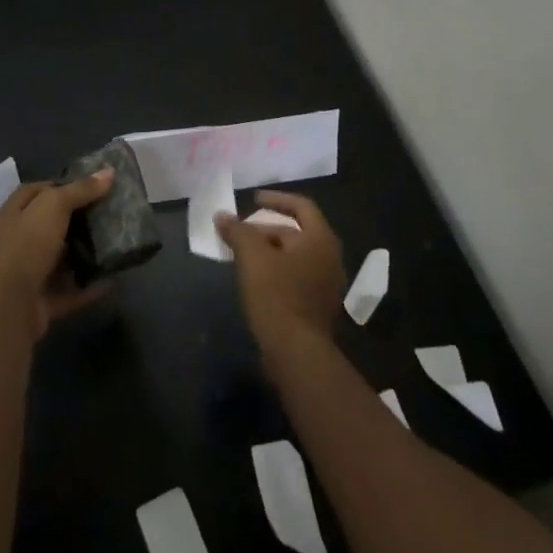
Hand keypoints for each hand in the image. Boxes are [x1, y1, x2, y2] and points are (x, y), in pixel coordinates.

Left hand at [0, 170, 114, 340]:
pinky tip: (112, 280)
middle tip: (106, 212)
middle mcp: (15, 243)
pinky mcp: (39, 303)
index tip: (90, 185)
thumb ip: (80, 190)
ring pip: (58, 259)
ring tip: (113, 243)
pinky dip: (88, 287)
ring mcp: (26, 275)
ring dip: (82, 253)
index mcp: (10, 215)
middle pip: (48, 225)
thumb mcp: (53, 207)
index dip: (60, 185)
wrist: (7, 311)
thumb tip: (109, 172)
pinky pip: (69, 291)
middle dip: (76, 219)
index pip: (35, 192)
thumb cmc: (25, 248)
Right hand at [217, 191, 344, 354]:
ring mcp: (327, 284)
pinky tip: (256, 279)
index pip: (301, 206)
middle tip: (241, 233)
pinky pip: (296, 276)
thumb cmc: (277, 296)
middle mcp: (330, 257)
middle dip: (266, 229)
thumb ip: (238, 231)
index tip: (253, 199)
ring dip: (270, 251)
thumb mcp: (252, 257)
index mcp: (320, 239)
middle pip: (296, 232)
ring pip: (295, 256)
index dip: (276, 198)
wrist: (297, 354)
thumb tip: (222, 215)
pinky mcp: (318, 306)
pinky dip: (277, 270)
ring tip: (243, 255)